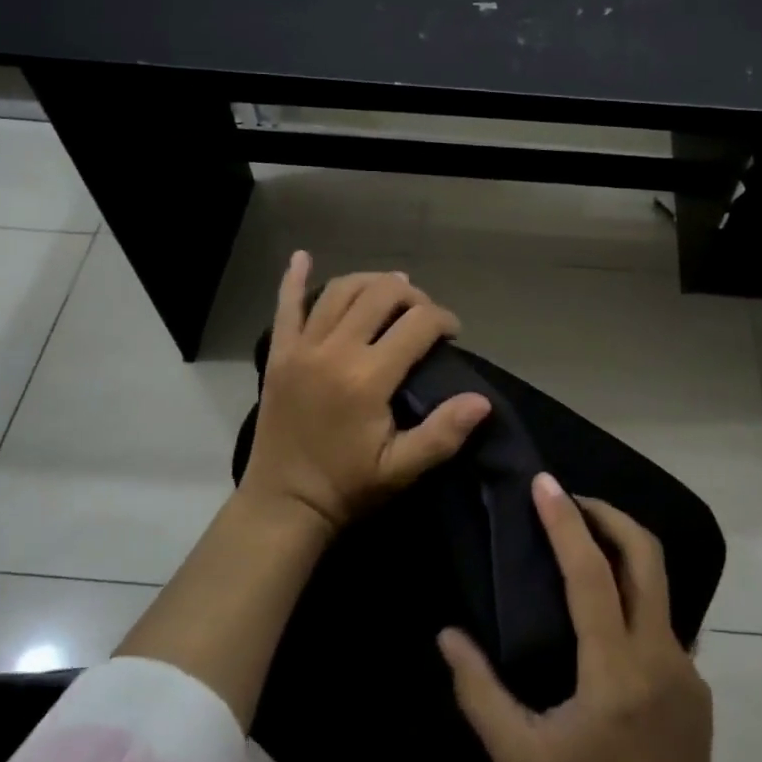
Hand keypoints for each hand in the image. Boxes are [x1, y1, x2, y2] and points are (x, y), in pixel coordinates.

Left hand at [239, 253, 492, 535]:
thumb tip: (482, 400)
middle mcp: (334, 351)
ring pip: (340, 291)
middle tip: (424, 315)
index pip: (417, 324)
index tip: (452, 334)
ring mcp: (301, 348)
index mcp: (367, 378)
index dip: (443, 320)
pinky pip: (285, 306)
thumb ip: (442, 433)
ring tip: (391, 290)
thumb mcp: (401, 469)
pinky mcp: (279, 353)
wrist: (284, 503)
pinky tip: (302, 257)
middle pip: (380, 295)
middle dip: (412, 295)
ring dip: (370, 282)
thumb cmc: (348, 487)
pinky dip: (294, 279)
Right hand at [438, 475, 728, 761]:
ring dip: (622, 549)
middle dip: (609, 514)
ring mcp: (686, 668)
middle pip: (646, 556)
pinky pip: (660, 619)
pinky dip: (630, 594)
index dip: (565, 522)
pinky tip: (600, 614)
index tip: (543, 483)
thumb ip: (479, 692)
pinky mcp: (696, 685)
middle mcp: (659, 655)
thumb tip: (447, 636)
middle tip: (568, 500)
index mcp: (615, 671)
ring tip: (578, 543)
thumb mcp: (520, 761)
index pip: (591, 573)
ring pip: (658, 583)